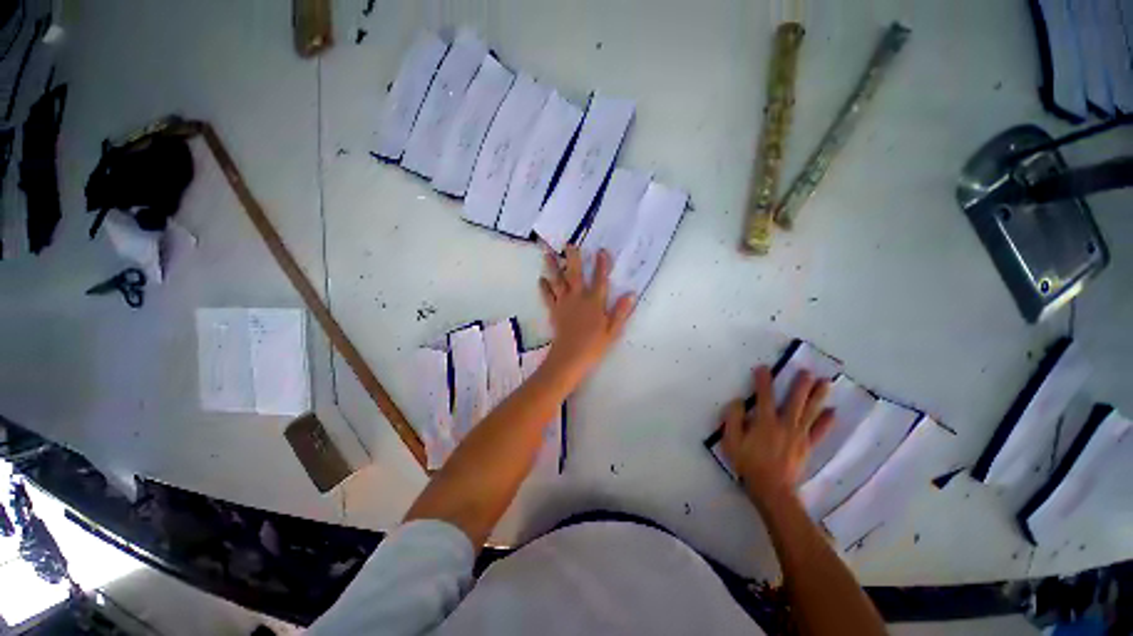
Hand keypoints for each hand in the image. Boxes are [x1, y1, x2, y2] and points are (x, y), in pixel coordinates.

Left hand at [539, 246, 633, 384]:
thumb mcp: (613, 330)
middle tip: (569, 244)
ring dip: (552, 267)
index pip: (600, 280)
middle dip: (573, 258)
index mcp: (594, 302)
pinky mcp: (554, 311)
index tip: (601, 250)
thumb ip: (621, 312)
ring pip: (558, 281)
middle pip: (575, 274)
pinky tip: (540, 279)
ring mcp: (564, 303)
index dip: (601, 265)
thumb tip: (631, 294)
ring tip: (547, 254)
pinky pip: (548, 296)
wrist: (570, 357)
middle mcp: (578, 298)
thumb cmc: (594, 345)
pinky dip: (544, 287)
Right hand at [722, 366, 834, 505]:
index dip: (763, 381)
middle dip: (800, 385)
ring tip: (826, 383)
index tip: (763, 367)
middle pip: (794, 401)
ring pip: (810, 412)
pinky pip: (819, 431)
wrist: (771, 489)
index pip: (764, 396)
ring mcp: (799, 435)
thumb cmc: (748, 463)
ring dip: (818, 396)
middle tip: (807, 371)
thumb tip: (738, 401)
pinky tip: (833, 412)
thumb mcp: (731, 441)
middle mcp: (785, 424)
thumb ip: (733, 419)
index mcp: (765, 422)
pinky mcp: (807, 446)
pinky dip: (827, 421)